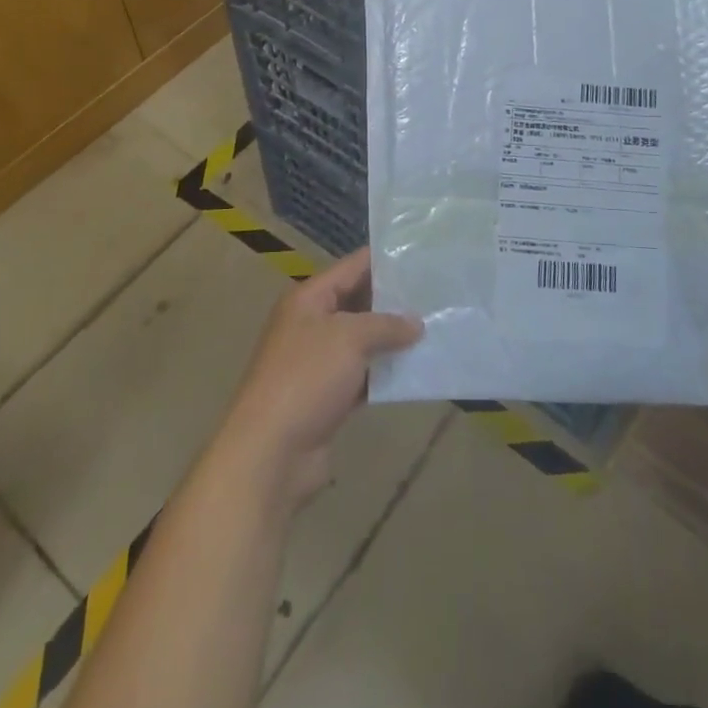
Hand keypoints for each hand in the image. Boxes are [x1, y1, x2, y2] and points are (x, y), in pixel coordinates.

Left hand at [214, 249, 422, 507]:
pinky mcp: (328, 398)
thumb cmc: (306, 377)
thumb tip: (416, 322)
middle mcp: (311, 325)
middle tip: (436, 294)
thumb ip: (385, 324)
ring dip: (392, 340)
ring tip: (435, 329)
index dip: (383, 259)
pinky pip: (363, 377)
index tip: (420, 255)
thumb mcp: (349, 338)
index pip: (351, 267)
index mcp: (308, 299)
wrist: (270, 452)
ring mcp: (319, 363)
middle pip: (358, 303)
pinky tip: (417, 371)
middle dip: (394, 301)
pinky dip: (385, 375)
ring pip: (362, 342)